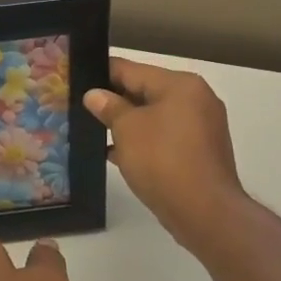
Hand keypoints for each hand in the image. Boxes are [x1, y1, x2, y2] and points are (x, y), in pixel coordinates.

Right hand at [85, 57, 247, 251]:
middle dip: (114, 101)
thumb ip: (109, 107)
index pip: (131, 69)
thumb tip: (95, 95)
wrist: (204, 211)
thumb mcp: (127, 129)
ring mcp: (202, 127)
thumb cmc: (163, 160)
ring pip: (154, 116)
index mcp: (180, 84)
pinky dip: (144, 142)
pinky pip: (165, 138)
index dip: (101, 74)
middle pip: (145, 91)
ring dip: (127, 124)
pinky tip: (117, 154)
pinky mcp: (200, 152)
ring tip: (94, 132)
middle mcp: (196, 99)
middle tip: (81, 108)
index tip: (76, 80)